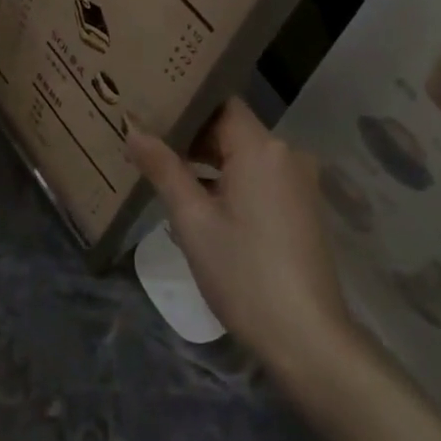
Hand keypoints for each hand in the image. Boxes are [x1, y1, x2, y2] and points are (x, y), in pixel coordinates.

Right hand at [127, 99, 355, 384]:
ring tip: (163, 166)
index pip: (220, 104)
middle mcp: (286, 155)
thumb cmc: (243, 274)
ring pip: (245, 156)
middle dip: (191, 135)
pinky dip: (230, 181)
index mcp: (262, 148)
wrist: (306, 338)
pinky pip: (259, 178)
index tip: (149, 106)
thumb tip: (134, 132)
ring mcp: (298, 183)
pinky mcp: (301, 208)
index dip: (185, 103)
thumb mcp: (193, 221)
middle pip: (232, 129)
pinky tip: (198, 200)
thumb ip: (164, 170)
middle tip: (146, 137)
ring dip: (208, 161)